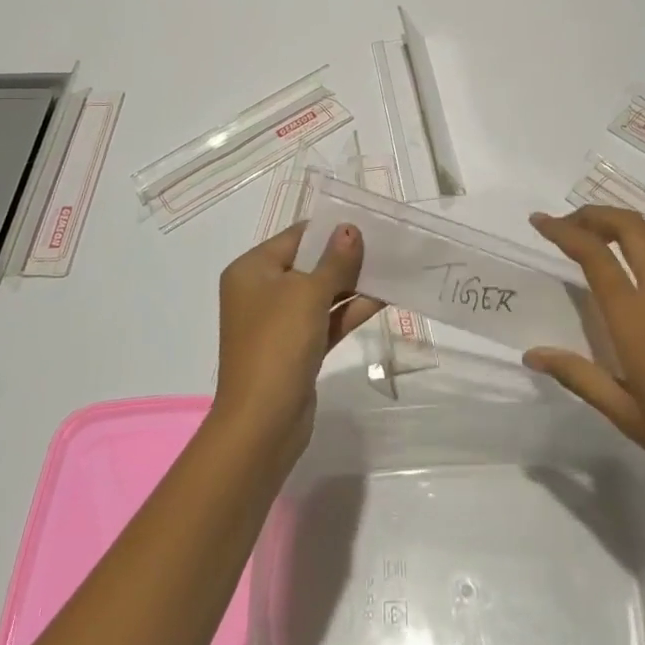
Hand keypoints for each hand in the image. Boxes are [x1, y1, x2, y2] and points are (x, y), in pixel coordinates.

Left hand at [212, 222, 381, 472]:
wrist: (263, 422)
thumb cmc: (278, 344)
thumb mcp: (308, 294)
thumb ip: (334, 261)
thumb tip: (351, 229)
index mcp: (252, 270)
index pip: (296, 237)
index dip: (331, 229)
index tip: (368, 222)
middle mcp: (262, 292)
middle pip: (309, 263)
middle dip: (345, 256)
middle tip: (386, 244)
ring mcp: (279, 322)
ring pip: (321, 293)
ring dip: (353, 283)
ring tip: (391, 266)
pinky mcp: (298, 348)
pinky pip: (327, 320)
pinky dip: (350, 310)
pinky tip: (384, 297)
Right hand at [526, 206, 644, 515]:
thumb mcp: (625, 414)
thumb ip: (578, 376)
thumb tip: (532, 354)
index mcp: (636, 321)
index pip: (593, 256)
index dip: (563, 231)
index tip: (540, 222)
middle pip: (628, 228)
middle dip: (593, 216)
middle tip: (569, 224)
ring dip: (627, 220)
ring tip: (606, 229)